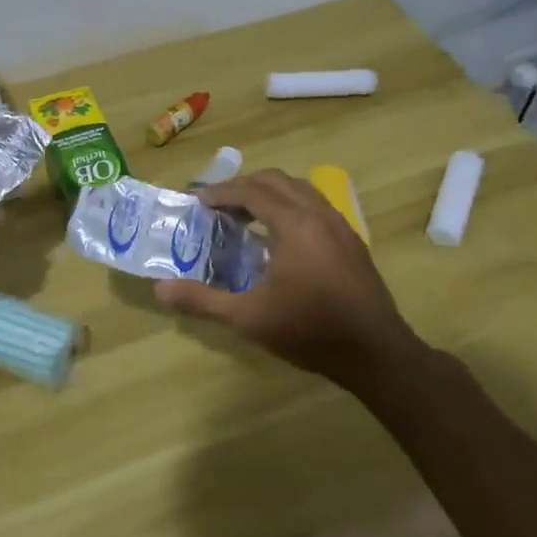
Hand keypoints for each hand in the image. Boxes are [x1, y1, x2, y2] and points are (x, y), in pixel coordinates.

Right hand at [155, 169, 425, 390]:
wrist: (376, 354)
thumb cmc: (309, 331)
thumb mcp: (248, 318)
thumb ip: (202, 300)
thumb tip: (160, 290)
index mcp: (295, 225)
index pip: (252, 191)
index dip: (221, 192)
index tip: (198, 200)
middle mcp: (319, 215)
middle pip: (277, 181)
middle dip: (244, 187)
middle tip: (219, 205)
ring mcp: (341, 227)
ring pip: (301, 190)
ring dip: (270, 194)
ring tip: (246, 216)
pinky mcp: (352, 242)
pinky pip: (316, 206)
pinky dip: (291, 207)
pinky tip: (280, 238)